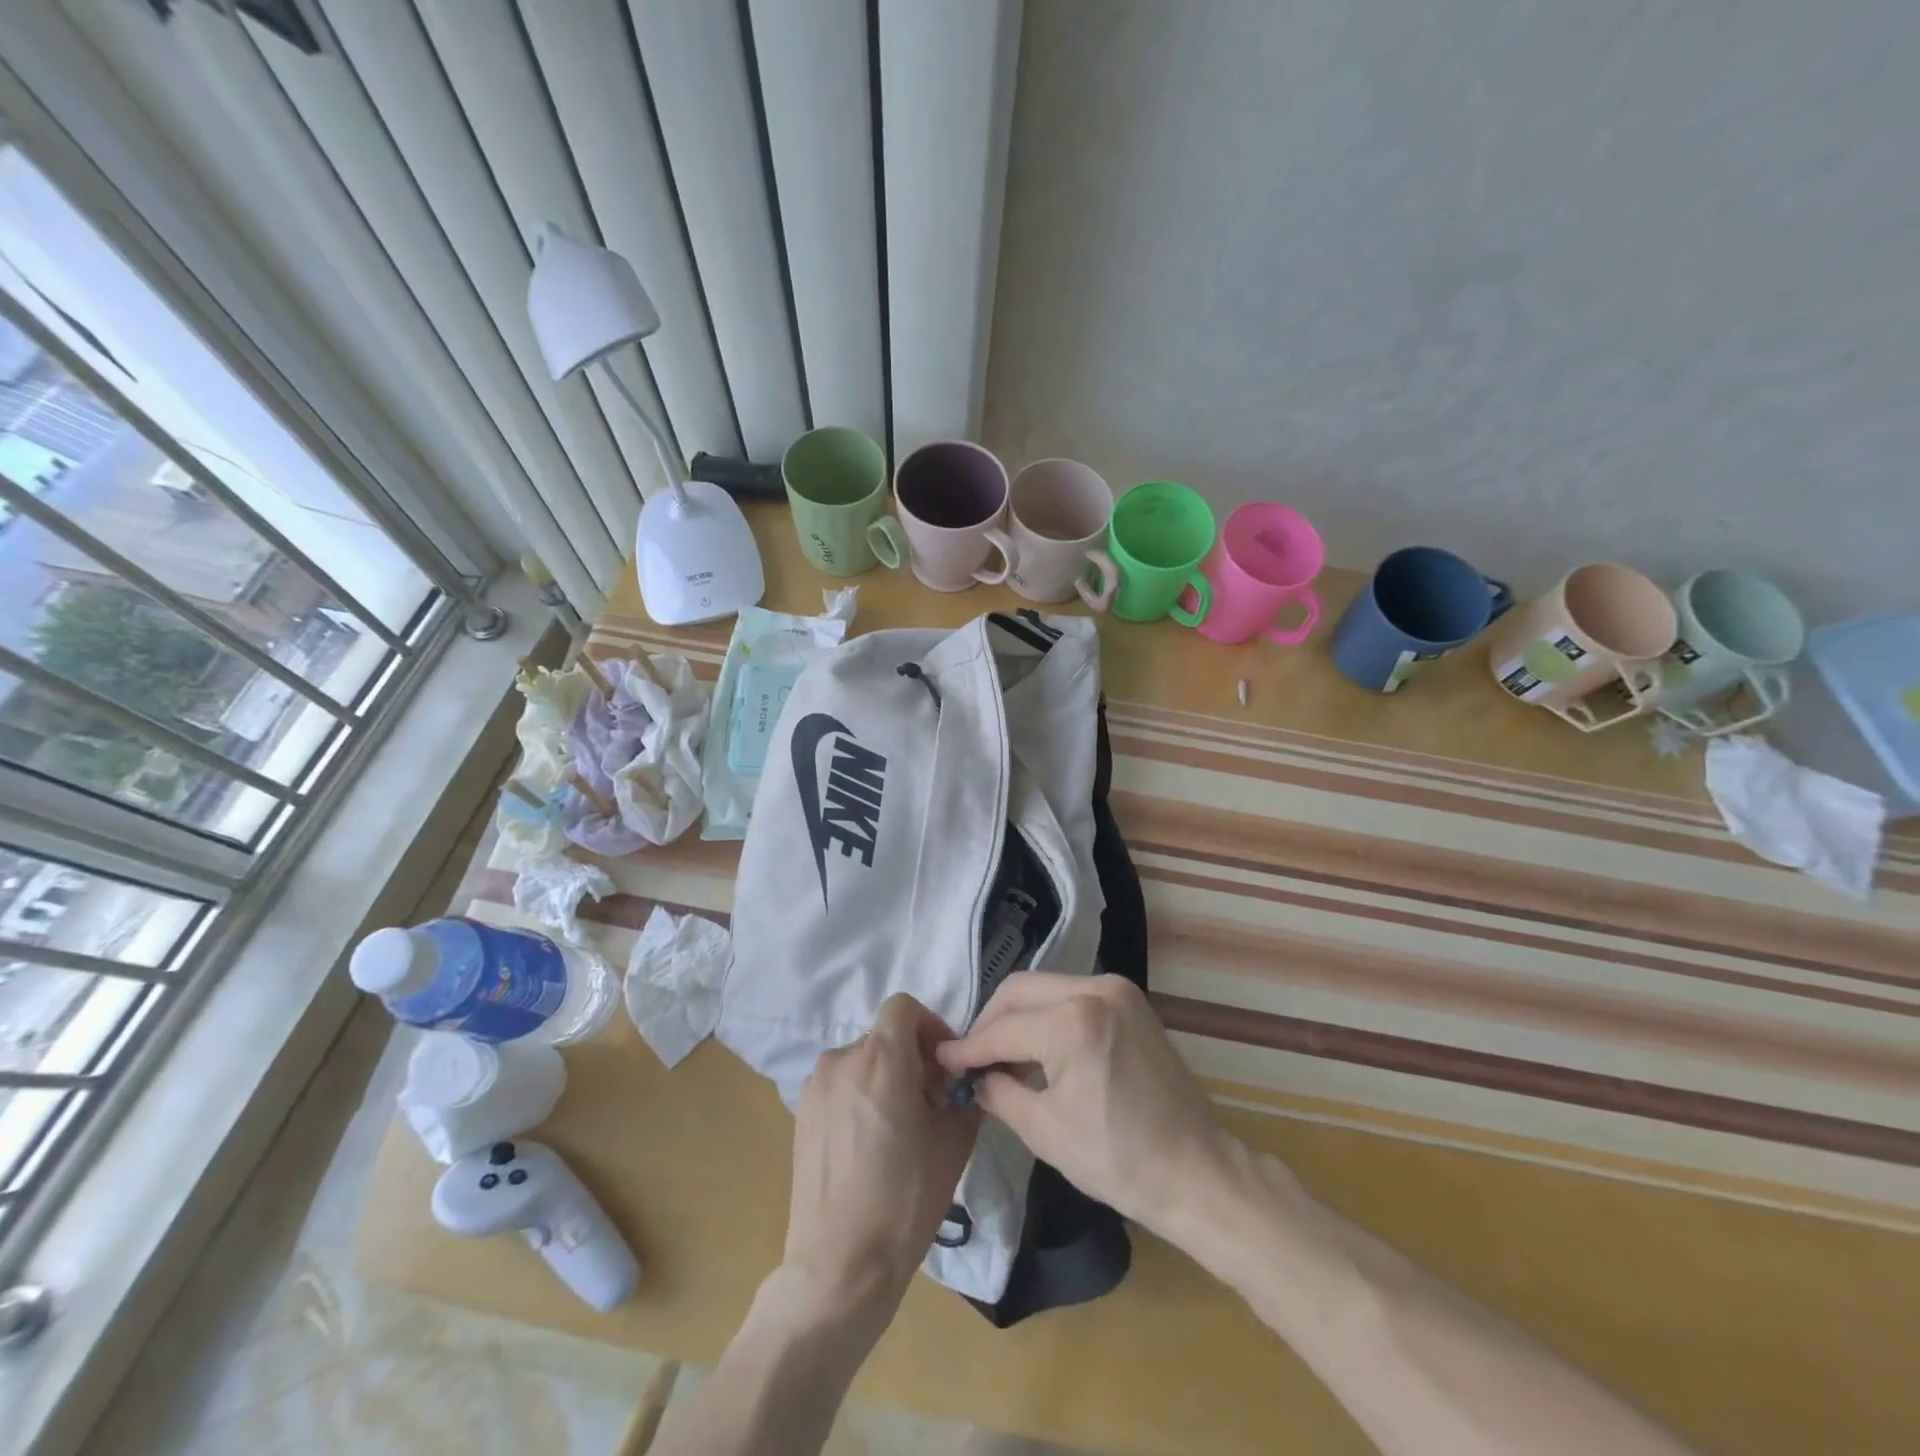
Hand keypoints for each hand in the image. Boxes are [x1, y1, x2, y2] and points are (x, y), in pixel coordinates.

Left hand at [783, 994, 980, 1325]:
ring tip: (901, 1127)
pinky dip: (861, 1096)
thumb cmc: (904, 1199)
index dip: (931, 1026)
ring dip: (887, 1078)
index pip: (904, 1006)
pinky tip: (871, 1144)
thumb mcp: (953, 1144)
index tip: (945, 1065)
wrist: (840, 1265)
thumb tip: (965, 1080)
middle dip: (913, 1058)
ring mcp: (816, 1086)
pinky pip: (841, 1086)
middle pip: (885, 1036)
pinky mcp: (801, 1113)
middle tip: (932, 1102)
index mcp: (881, 1058)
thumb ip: (963, 1095)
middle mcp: (843, 1059)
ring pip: (862, 1061)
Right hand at [935, 972, 1229, 1234]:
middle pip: (1021, 990)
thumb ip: (999, 1092)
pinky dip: (1048, 1014)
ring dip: (1018, 1015)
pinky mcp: (1131, 999)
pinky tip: (1038, 1046)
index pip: (1003, 1028)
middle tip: (971, 1057)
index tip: (942, 1061)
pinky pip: (1072, 994)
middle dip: (990, 1022)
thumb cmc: (1117, 1159)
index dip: (969, 1047)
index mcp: (1073, 1022)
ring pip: (1046, 987)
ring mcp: (1117, 990)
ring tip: (1001, 1054)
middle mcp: (1095, 989)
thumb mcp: (1044, 1131)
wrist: (1197, 1171)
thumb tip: (974, 1077)